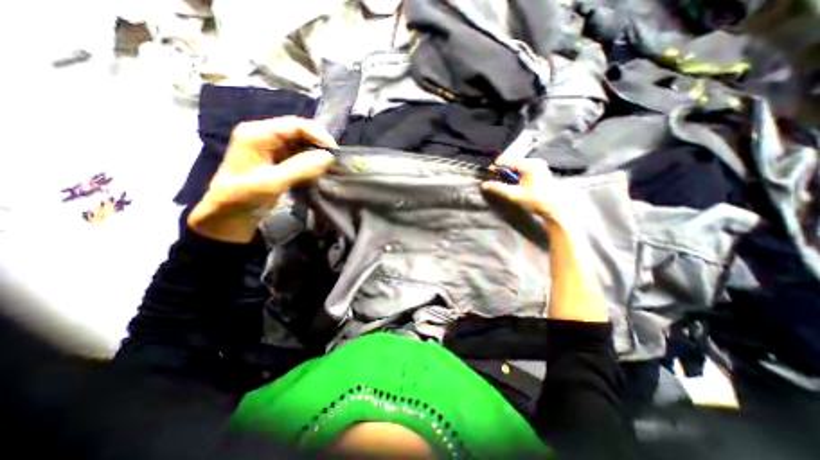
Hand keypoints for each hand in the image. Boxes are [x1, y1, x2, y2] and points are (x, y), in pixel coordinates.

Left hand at [188, 117, 335, 241]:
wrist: (228, 215)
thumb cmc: (244, 197)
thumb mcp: (272, 182)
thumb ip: (301, 168)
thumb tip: (328, 157)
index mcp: (257, 133)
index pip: (295, 125)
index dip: (318, 135)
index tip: (334, 152)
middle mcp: (264, 135)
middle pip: (299, 131)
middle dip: (318, 144)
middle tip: (333, 160)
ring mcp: (270, 147)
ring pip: (301, 143)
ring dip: (316, 153)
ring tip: (327, 166)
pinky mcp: (277, 159)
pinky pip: (299, 154)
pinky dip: (311, 161)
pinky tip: (318, 170)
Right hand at [481, 155, 572, 227]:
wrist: (555, 208)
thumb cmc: (536, 201)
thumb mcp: (514, 195)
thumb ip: (498, 188)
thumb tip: (483, 185)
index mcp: (529, 164)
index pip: (505, 161)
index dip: (494, 169)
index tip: (488, 178)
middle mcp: (534, 161)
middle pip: (510, 162)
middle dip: (500, 172)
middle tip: (495, 183)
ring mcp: (537, 165)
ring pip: (515, 166)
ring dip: (507, 174)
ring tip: (504, 185)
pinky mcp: (539, 170)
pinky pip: (521, 169)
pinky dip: (514, 175)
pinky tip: (513, 184)